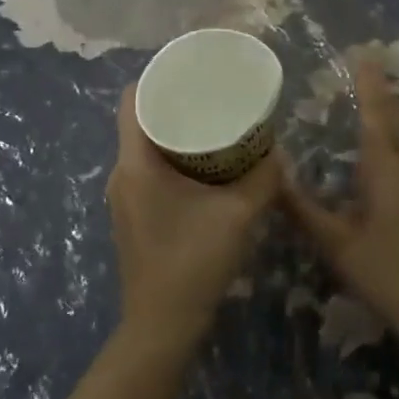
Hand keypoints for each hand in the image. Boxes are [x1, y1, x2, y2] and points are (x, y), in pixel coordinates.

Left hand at [107, 85, 282, 345]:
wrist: (162, 326)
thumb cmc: (194, 263)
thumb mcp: (238, 215)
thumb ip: (262, 179)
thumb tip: (277, 151)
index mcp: (135, 164)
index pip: (131, 101)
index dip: (157, 78)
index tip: (190, 71)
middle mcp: (121, 174)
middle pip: (139, 121)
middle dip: (174, 104)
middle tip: (211, 95)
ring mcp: (123, 197)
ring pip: (144, 148)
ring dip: (174, 133)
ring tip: (212, 124)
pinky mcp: (132, 215)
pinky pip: (147, 170)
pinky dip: (171, 158)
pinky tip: (203, 167)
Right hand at [283, 62, 398, 341]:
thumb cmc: (388, 276)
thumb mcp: (336, 246)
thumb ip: (303, 208)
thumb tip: (274, 173)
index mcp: (387, 170)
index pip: (377, 114)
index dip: (370, 83)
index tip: (364, 54)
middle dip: (388, 93)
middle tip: (372, 74)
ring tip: (395, 100)